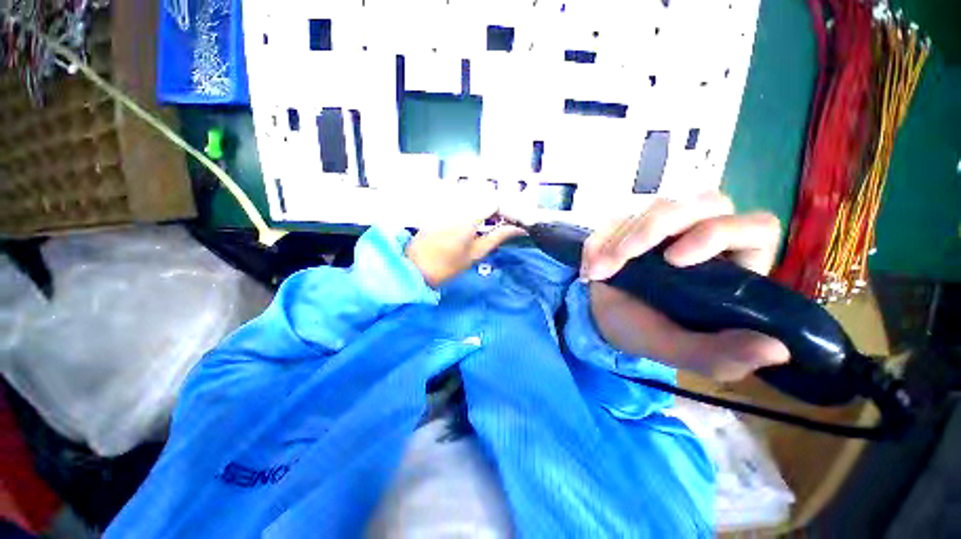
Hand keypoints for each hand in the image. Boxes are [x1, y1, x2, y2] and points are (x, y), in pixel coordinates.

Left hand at [406, 201, 524, 287]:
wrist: (416, 267)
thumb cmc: (447, 265)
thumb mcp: (476, 253)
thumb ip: (498, 236)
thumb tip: (519, 229)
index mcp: (468, 216)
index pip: (496, 201)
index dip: (510, 209)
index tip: (516, 221)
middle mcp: (457, 202)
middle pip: (486, 193)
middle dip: (500, 206)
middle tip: (506, 222)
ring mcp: (446, 201)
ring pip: (475, 193)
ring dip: (488, 204)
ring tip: (493, 221)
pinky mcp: (439, 203)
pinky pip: (462, 195)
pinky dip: (474, 203)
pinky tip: (476, 217)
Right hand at [582, 193, 789, 381]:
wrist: (603, 319)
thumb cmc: (645, 332)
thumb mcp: (679, 350)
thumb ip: (721, 355)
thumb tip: (779, 350)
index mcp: (733, 266)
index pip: (754, 227)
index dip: (718, 232)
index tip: (674, 260)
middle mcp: (706, 237)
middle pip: (702, 203)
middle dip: (654, 229)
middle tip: (620, 259)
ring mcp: (668, 227)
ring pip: (657, 205)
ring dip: (620, 237)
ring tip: (599, 272)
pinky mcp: (634, 224)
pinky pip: (616, 219)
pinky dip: (598, 242)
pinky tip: (589, 268)